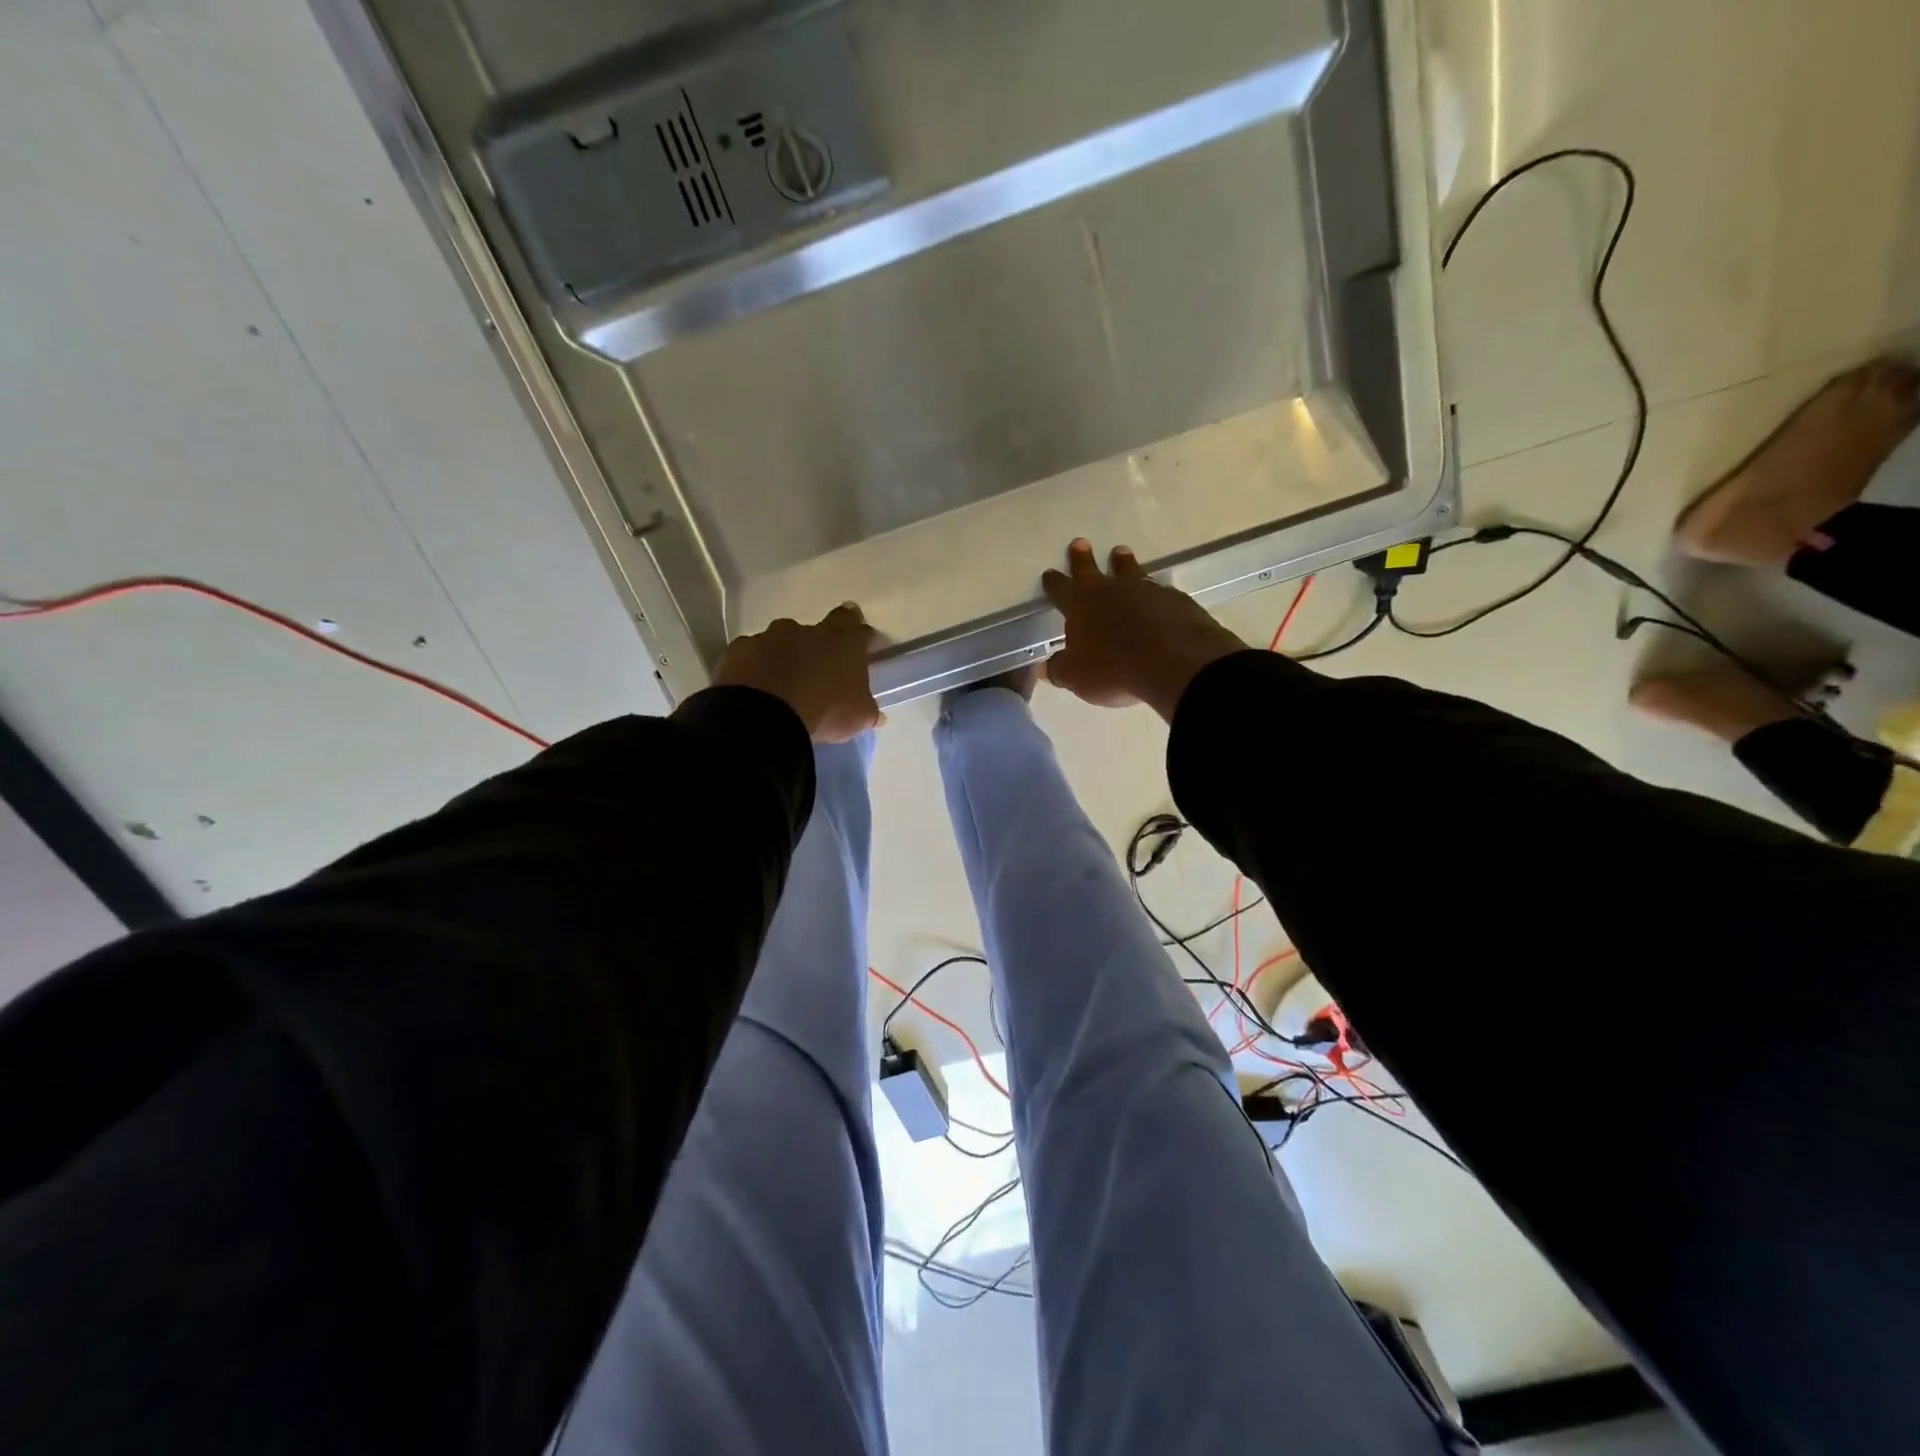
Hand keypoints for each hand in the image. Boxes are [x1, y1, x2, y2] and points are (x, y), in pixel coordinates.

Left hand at [713, 604, 882, 743]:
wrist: (764, 716)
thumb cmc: (824, 712)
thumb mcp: (857, 718)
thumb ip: (868, 711)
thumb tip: (877, 715)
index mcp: (844, 645)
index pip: (859, 630)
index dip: (862, 636)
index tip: (863, 645)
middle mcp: (809, 632)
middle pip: (824, 624)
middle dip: (827, 635)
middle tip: (825, 653)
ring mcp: (772, 637)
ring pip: (784, 637)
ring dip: (788, 651)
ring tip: (784, 676)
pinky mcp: (741, 648)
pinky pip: (753, 652)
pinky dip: (757, 663)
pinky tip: (755, 682)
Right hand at [1042, 539, 1247, 720]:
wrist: (1173, 663)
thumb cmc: (1113, 669)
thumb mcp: (1076, 677)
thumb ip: (1060, 669)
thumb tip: (1048, 667)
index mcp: (1080, 605)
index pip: (1060, 589)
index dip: (1053, 582)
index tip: (1049, 574)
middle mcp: (1110, 590)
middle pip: (1091, 569)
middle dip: (1083, 558)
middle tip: (1080, 543)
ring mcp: (1145, 591)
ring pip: (1129, 571)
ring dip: (1123, 563)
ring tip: (1121, 552)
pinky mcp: (1174, 599)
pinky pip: (1160, 591)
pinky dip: (1155, 592)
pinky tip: (1158, 595)